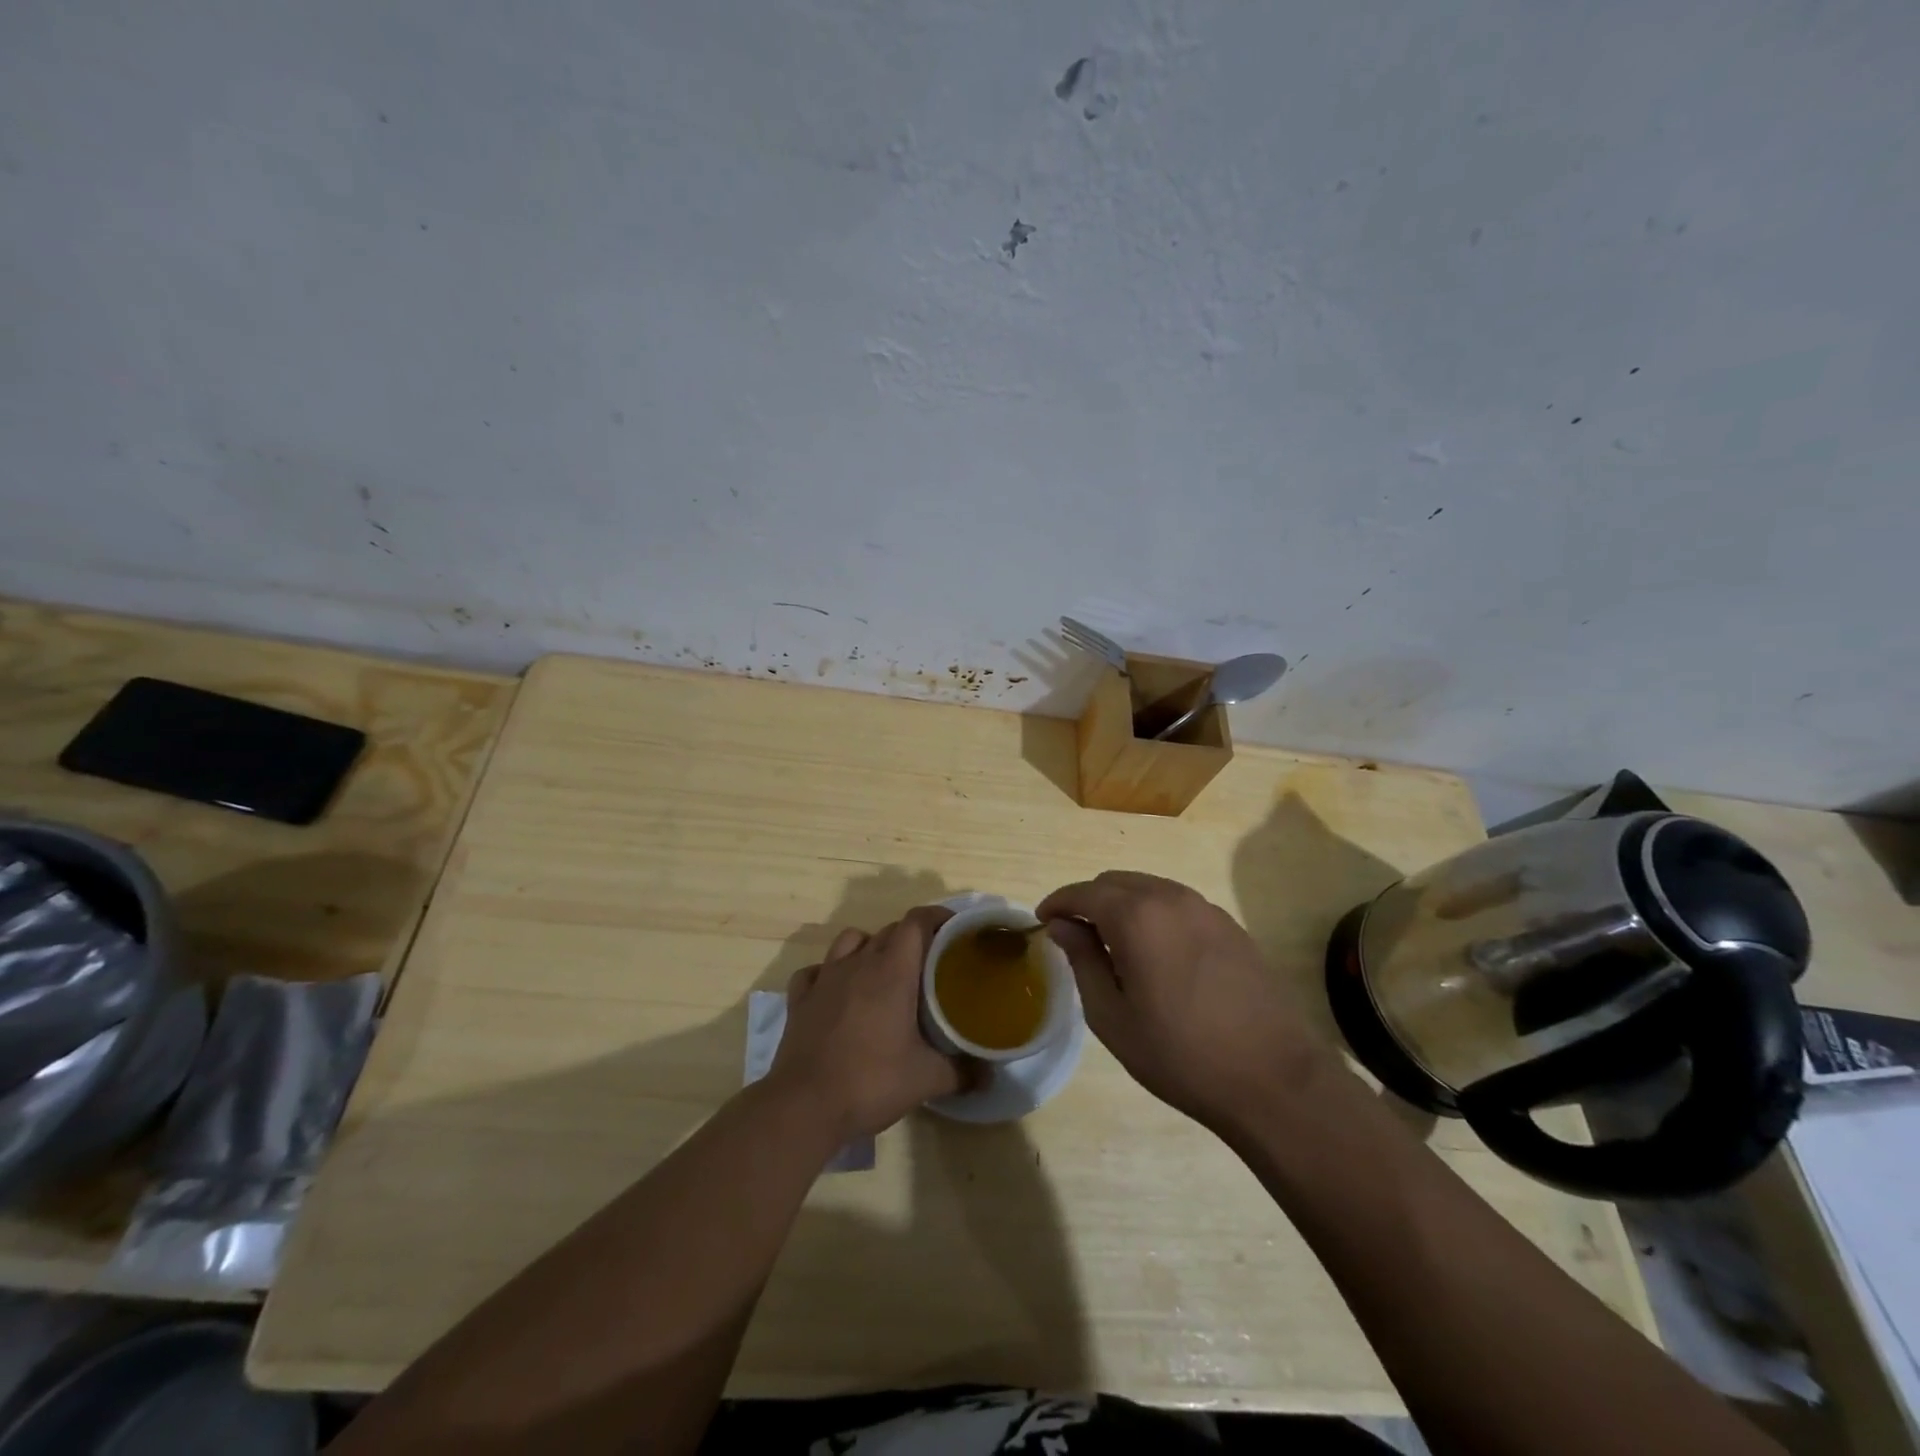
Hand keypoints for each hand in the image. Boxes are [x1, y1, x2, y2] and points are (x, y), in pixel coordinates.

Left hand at [768, 906, 970, 1141]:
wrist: (804, 1106)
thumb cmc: (871, 1082)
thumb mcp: (927, 1080)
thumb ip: (963, 1072)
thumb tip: (989, 1075)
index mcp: (892, 971)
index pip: (916, 922)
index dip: (937, 917)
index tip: (954, 929)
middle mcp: (858, 963)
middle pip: (889, 931)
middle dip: (911, 938)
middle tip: (929, 963)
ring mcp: (825, 978)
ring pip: (850, 940)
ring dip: (869, 947)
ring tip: (882, 972)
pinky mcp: (800, 999)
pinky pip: (816, 970)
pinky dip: (829, 973)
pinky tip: (836, 992)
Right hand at [1037, 871, 1335, 1134]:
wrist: (1273, 1079)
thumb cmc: (1180, 1054)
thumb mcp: (1112, 1016)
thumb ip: (1083, 960)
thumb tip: (1063, 926)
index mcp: (1136, 915)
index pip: (1083, 892)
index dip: (1057, 903)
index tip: (1043, 922)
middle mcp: (1170, 897)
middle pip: (1115, 882)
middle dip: (1088, 901)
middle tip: (1075, 936)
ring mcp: (1206, 908)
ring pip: (1148, 889)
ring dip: (1122, 905)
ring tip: (1113, 945)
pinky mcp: (1230, 925)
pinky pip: (1177, 904)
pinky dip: (1154, 914)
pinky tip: (1156, 953)